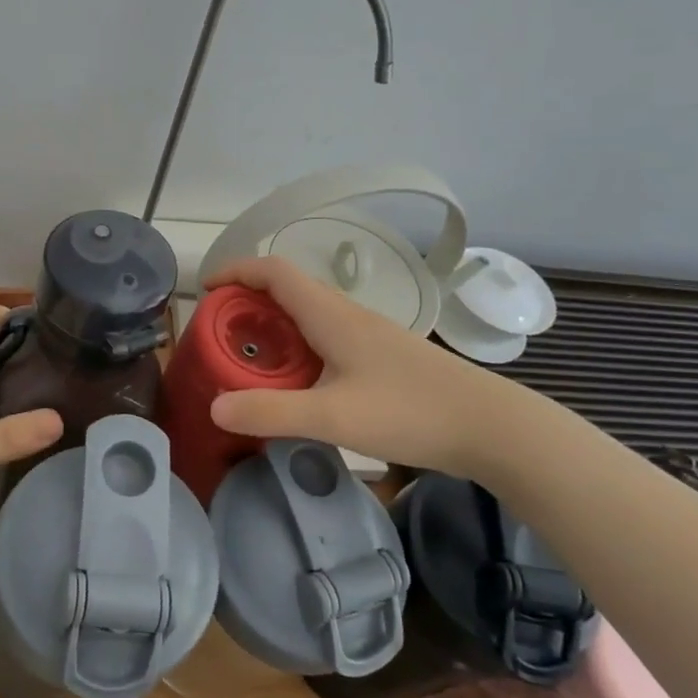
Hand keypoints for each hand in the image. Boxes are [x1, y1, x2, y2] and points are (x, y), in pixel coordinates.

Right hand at [204, 256, 507, 476]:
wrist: (491, 426)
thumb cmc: (410, 411)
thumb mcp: (332, 416)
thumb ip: (270, 412)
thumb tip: (214, 406)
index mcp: (331, 315)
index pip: (274, 271)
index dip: (237, 270)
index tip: (206, 289)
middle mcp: (347, 315)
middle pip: (289, 290)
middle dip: (248, 302)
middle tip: (221, 334)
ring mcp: (369, 335)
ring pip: (309, 315)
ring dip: (274, 326)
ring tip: (251, 359)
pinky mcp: (382, 357)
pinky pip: (326, 337)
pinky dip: (298, 347)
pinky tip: (299, 383)